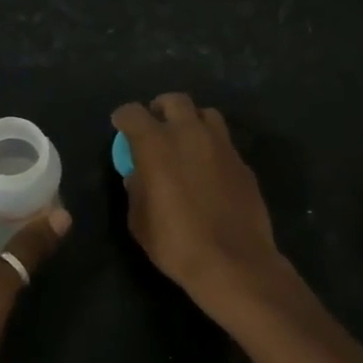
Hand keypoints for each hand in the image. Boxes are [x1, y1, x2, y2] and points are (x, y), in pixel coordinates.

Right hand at [111, 94, 302, 321]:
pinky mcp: (242, 161)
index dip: (123, 118)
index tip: (121, 126)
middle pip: (174, 101)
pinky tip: (209, 168)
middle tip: (155, 126)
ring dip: (191, 121)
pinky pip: (223, 141)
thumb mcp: (139, 221)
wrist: (233, 261)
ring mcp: (221, 144)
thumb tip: (138, 175)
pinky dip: (211, 146)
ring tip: (186, 141)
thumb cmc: (176, 243)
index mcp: (157, 144)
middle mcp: (190, 133)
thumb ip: (136, 190)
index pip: (132, 113)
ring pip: (205, 114)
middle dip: (160, 108)